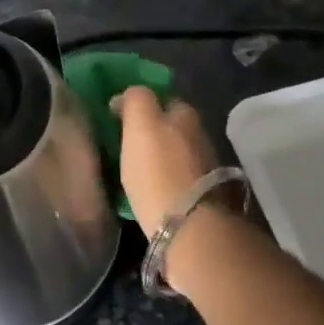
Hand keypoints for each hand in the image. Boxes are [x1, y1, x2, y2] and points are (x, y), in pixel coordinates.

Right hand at [114, 87, 219, 237]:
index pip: (162, 99)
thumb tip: (125, 98)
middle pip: (171, 127)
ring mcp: (205, 167)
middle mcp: (200, 136)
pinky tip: (148, 190)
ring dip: (158, 158)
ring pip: (175, 153)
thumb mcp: (140, 124)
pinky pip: (176, 178)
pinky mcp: (203, 196)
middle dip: (152, 132)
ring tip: (135, 171)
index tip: (118, 120)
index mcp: (186, 114)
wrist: (188, 226)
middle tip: (125, 146)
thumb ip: (135, 99)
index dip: (141, 106)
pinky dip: (163, 180)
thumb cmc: (158, 170)